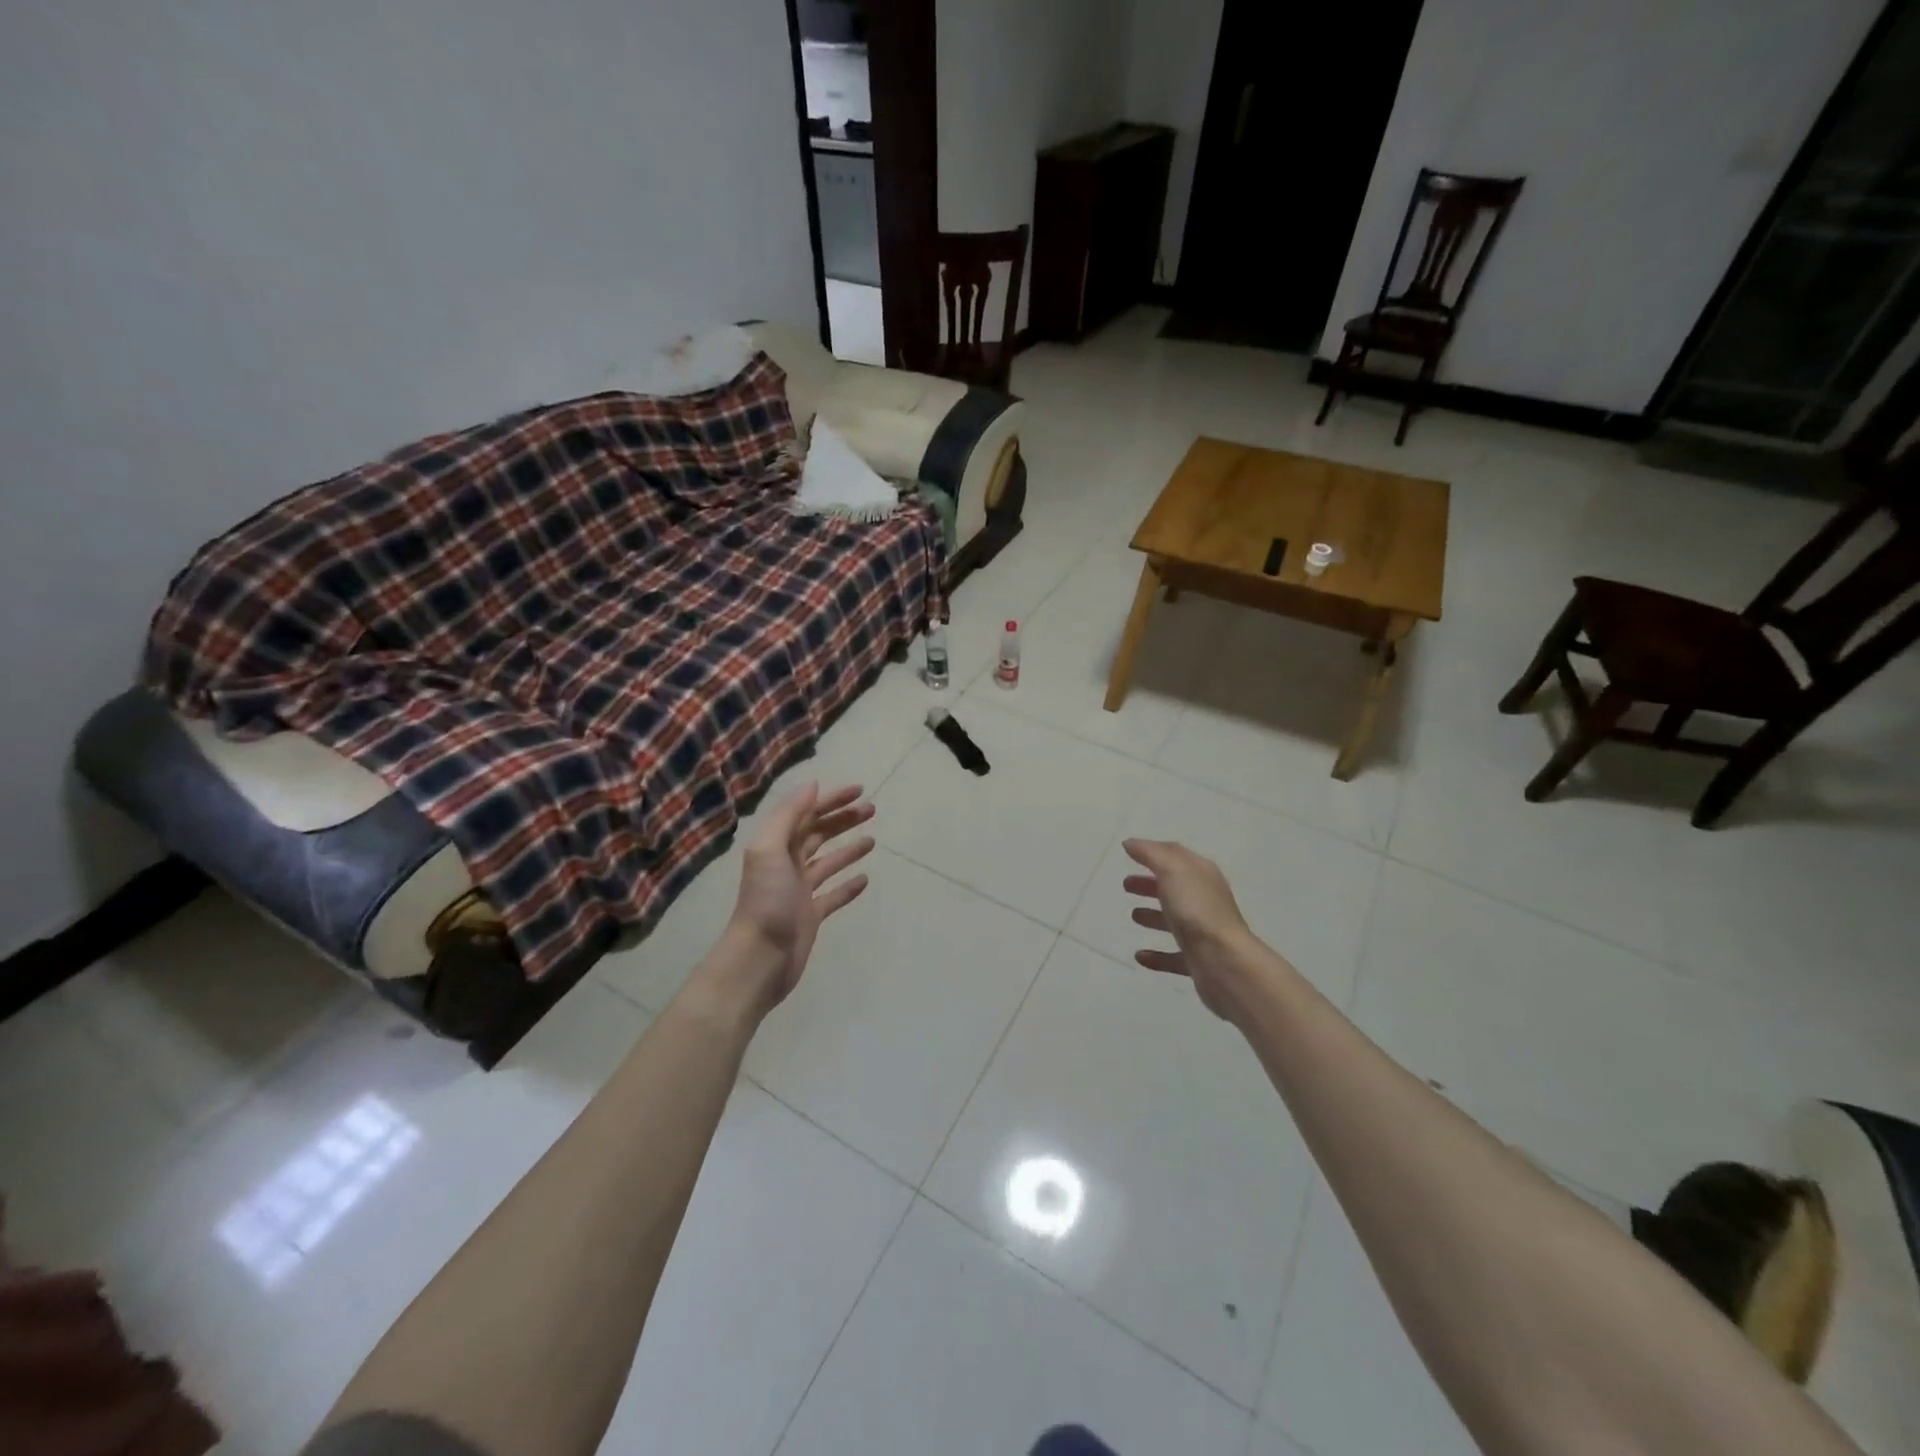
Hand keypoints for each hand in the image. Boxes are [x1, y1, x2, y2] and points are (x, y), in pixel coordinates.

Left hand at [718, 783, 874, 1017]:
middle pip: (818, 834)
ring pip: (827, 862)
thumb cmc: (766, 901)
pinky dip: (848, 886)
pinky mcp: (810, 916)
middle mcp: (787, 864)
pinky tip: (864, 879)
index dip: (831, 800)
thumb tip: (813, 786)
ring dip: (848, 848)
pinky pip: (832, 895)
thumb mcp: (770, 849)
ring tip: (873, 840)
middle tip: (872, 810)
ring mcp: (799, 891)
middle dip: (843, 820)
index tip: (859, 790)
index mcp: (776, 846)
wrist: (760, 958)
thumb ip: (788, 815)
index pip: (807, 813)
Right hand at [1122, 838, 1260, 1021]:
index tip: (1129, 852)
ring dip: (1153, 916)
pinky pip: (1173, 956)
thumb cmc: (1197, 910)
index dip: (1153, 851)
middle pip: (1174, 887)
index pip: (1176, 855)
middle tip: (1126, 885)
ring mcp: (1202, 932)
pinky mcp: (1198, 960)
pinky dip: (1156, 955)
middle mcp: (1204, 900)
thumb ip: (1151, 854)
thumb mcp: (1173, 871)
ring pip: (1174, 920)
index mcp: (1202, 875)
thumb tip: (1131, 843)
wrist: (1224, 962)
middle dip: (1150, 883)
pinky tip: (1140, 956)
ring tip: (1133, 915)